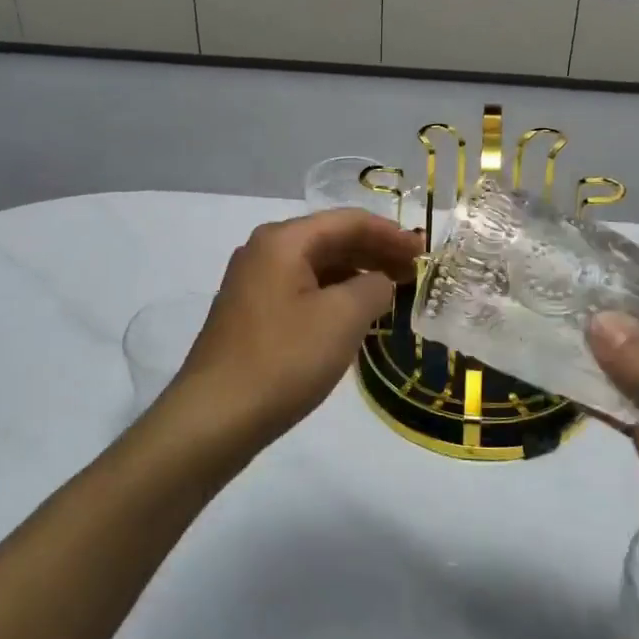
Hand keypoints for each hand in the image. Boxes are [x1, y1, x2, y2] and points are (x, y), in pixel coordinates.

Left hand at [157, 209, 419, 456]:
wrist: (215, 417)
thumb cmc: (284, 359)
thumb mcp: (342, 318)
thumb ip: (373, 287)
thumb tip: (379, 282)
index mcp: (283, 240)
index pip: (348, 221)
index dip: (390, 234)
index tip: (423, 252)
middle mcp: (264, 251)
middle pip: (330, 239)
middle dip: (374, 252)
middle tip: (413, 272)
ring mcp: (253, 283)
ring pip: (316, 266)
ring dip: (355, 275)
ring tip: (391, 292)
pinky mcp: (250, 314)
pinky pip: (302, 290)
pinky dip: (333, 295)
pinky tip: (354, 315)